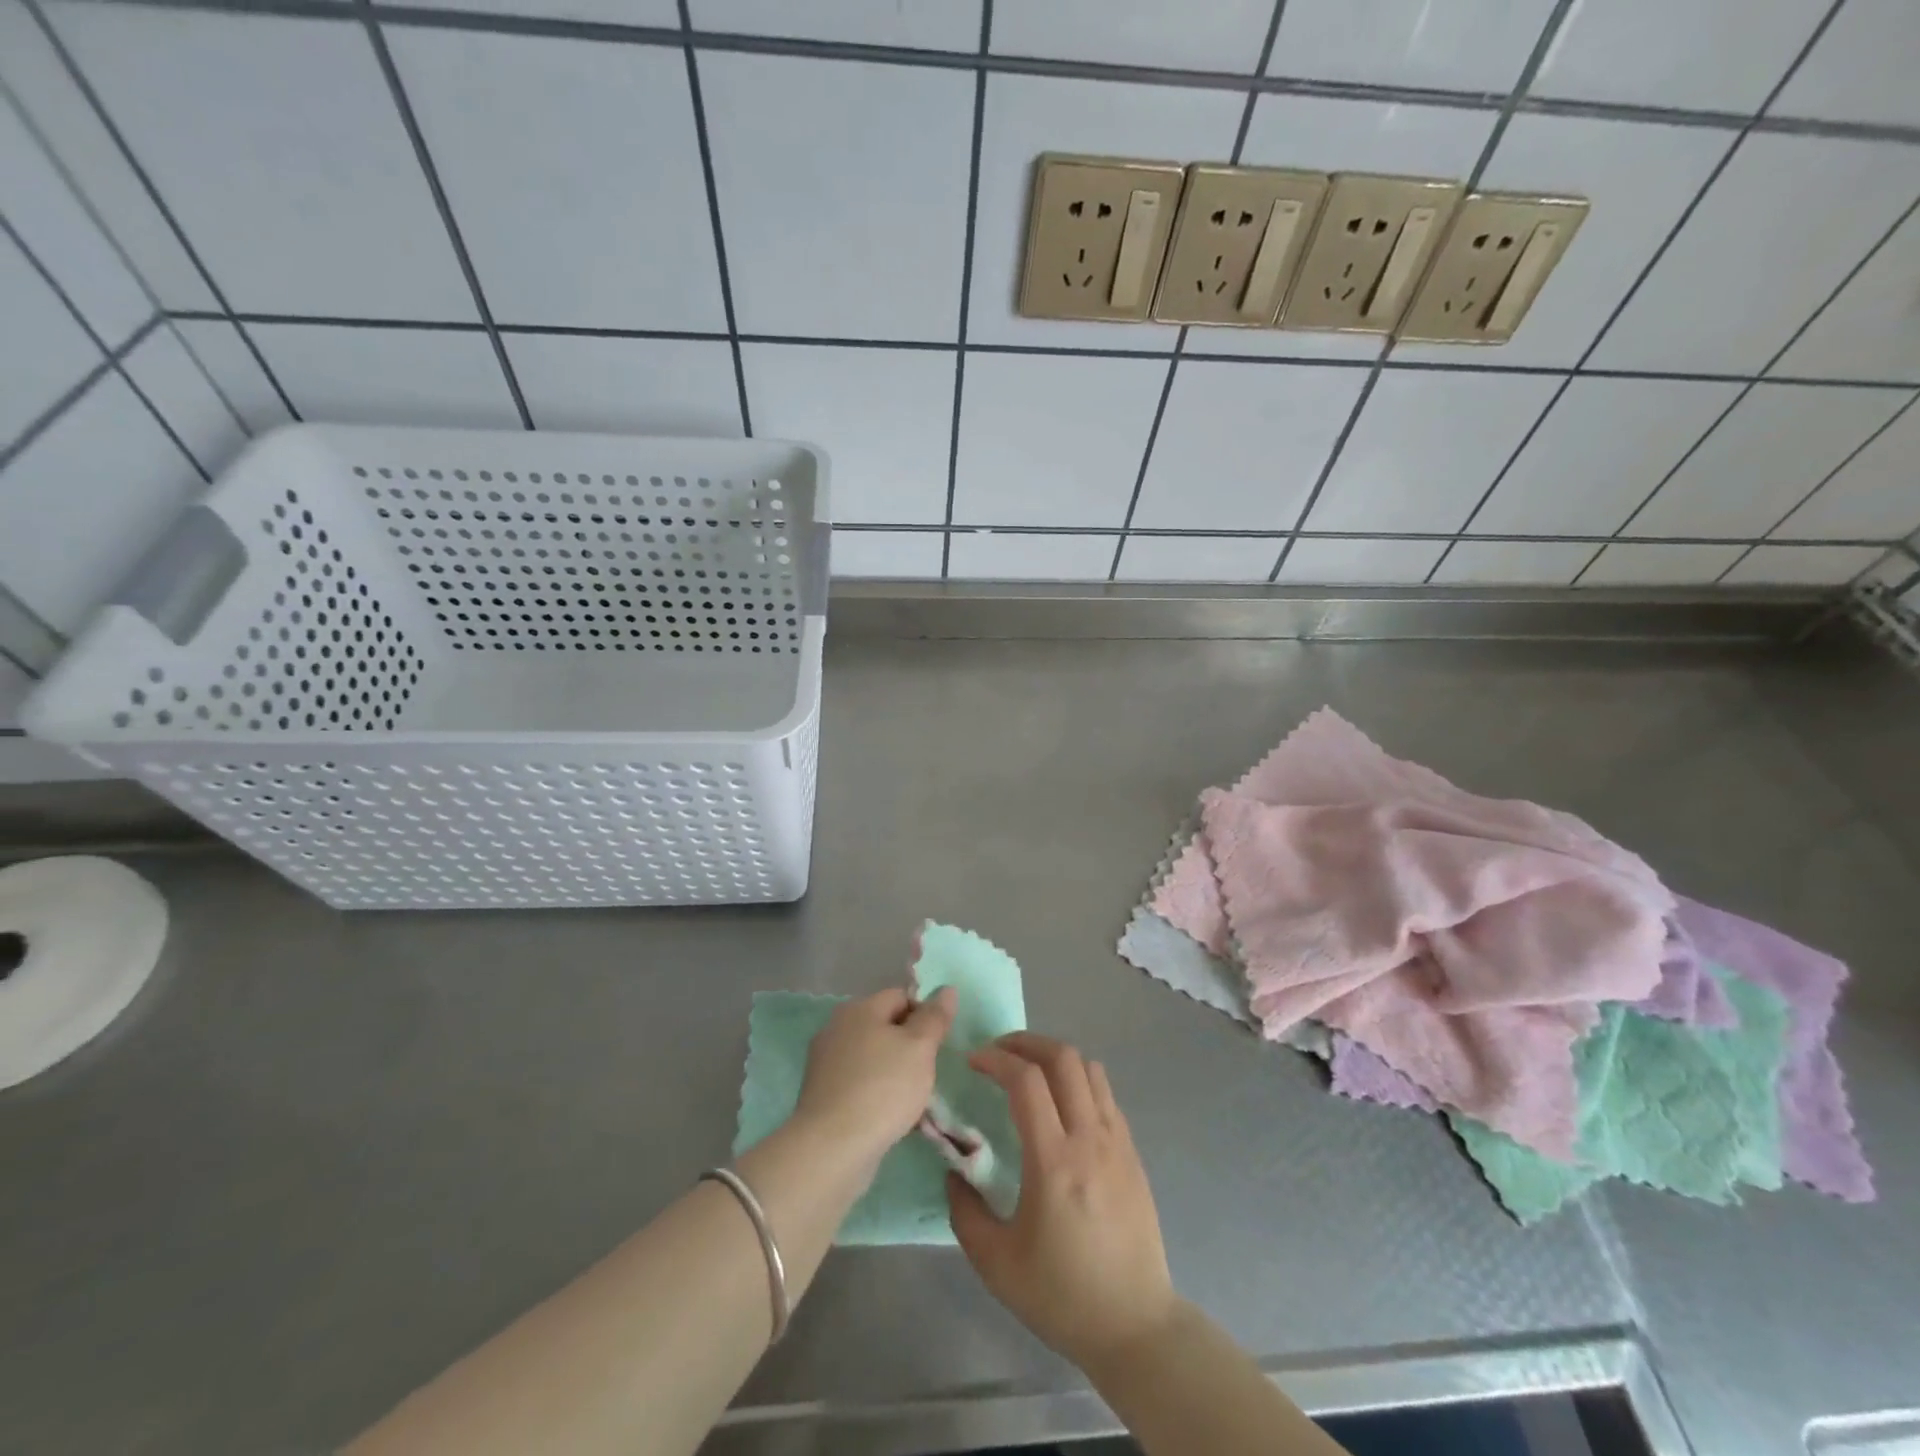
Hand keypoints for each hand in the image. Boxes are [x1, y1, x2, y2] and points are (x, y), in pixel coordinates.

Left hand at [795, 987, 954, 1162]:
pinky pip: (858, 1083)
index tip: (937, 1046)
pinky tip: (887, 1116)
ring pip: (872, 1057)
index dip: (924, 1016)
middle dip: (908, 1046)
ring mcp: (825, 1062)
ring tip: (910, 1100)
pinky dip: (874, 1093)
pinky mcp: (821, 1094)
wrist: (832, 1149)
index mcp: (859, 1008)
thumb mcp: (920, 1048)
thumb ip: (934, 1017)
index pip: (901, 997)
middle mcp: (837, 1027)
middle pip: (884, 1026)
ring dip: (892, 1072)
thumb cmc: (882, 1089)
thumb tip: (947, 989)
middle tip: (926, 1073)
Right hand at [947, 1033, 1177, 1374]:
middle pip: (1063, 1057)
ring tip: (1029, 1071)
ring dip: (1055, 1057)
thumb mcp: (996, 1264)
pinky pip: (1105, 1094)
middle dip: (1026, 1042)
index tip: (973, 1061)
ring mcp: (1116, 1142)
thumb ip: (965, 1211)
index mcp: (1054, 1161)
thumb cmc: (1062, 1296)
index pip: (1026, 1080)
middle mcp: (1089, 1138)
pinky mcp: (1132, 1153)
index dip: (996, 1059)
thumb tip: (953, 1171)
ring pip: (1089, 1068)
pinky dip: (1079, 1080)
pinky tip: (1062, 1105)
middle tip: (999, 1053)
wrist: (1135, 1326)